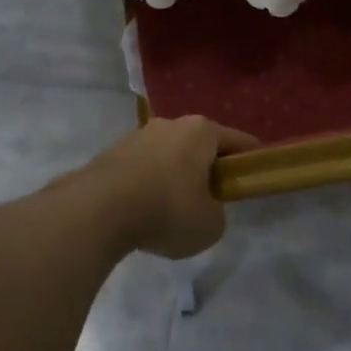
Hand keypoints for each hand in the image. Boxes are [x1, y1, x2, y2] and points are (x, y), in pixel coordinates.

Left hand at [79, 117, 258, 258]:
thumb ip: (216, 213)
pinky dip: (147, 185)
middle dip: (207, 167)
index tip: (253, 175)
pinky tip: (143, 211)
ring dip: (174, 176)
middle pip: (199, 145)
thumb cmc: (167, 211)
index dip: (250, 159)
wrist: (97, 211)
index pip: (238, 141)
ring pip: (168, 155)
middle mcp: (170, 124)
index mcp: (201, 131)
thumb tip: (202, 208)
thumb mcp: (211, 225)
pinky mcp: (110, 154)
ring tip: (172, 210)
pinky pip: (141, 169)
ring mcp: (136, 136)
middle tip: (212, 197)